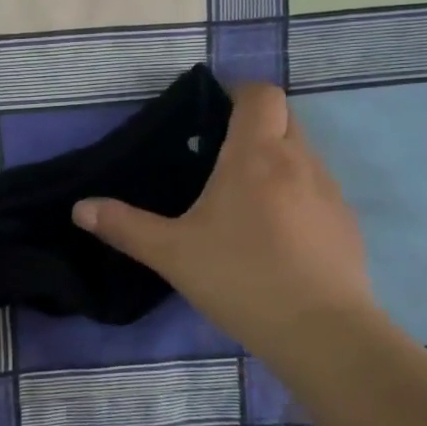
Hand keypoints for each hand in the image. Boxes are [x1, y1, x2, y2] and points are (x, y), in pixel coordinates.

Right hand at [72, 83, 377, 352]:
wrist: (322, 333)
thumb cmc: (241, 277)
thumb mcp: (171, 253)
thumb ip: (124, 226)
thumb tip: (80, 208)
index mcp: (255, 155)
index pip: (261, 94)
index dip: (238, 91)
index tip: (212, 110)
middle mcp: (299, 160)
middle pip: (284, 116)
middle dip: (254, 123)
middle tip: (218, 154)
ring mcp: (329, 192)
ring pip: (303, 152)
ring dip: (277, 158)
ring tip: (243, 196)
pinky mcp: (346, 223)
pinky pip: (318, 188)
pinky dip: (296, 192)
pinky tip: (275, 233)